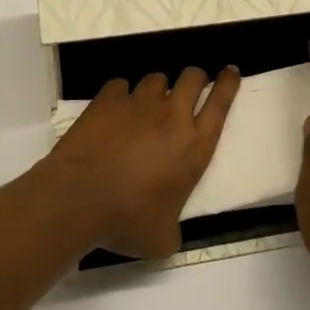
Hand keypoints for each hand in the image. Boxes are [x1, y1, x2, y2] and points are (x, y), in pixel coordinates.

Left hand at [47, 67, 239, 258]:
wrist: (79, 198)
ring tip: (146, 105)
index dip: (228, 84)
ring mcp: (139, 103)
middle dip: (195, 78)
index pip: (221, 104)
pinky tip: (113, 110)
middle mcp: (172, 117)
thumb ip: (173, 228)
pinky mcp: (108, 99)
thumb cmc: (127, 221)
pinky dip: (120, 95)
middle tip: (191, 87)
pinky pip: (120, 85)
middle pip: (193, 78)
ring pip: (157, 78)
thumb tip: (169, 232)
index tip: (230, 71)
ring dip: (157, 89)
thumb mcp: (162, 238)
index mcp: (194, 147)